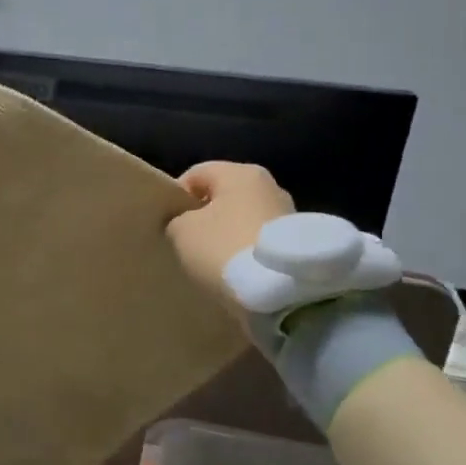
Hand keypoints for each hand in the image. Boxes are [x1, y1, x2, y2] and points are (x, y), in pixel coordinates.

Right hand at [166, 162, 293, 307]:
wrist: (279, 291)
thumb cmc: (223, 248)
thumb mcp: (182, 232)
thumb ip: (177, 220)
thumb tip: (184, 223)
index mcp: (240, 173)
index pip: (196, 174)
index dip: (176, 196)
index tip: (168, 224)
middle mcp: (269, 185)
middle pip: (224, 196)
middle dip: (205, 216)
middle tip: (187, 243)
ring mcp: (288, 214)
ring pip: (243, 219)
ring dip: (227, 235)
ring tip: (211, 261)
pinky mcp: (298, 243)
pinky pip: (259, 241)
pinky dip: (245, 252)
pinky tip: (234, 271)